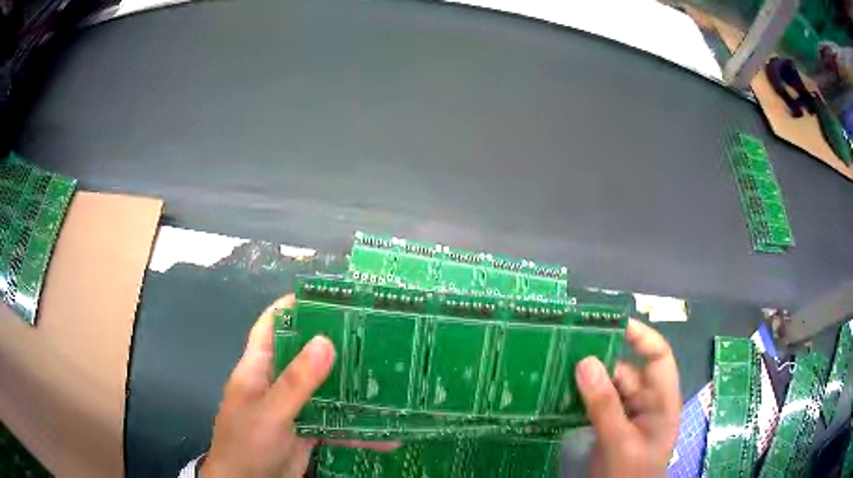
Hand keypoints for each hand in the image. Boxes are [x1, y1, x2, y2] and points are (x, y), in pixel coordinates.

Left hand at [201, 294, 396, 477]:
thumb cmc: (247, 442)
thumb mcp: (271, 411)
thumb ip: (297, 381)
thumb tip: (326, 341)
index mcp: (258, 368)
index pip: (271, 326)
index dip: (292, 307)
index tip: (326, 297)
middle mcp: (276, 383)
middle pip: (304, 355)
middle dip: (333, 345)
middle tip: (371, 335)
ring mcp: (293, 408)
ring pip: (324, 389)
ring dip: (351, 388)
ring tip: (387, 380)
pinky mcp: (308, 431)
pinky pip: (335, 423)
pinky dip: (357, 429)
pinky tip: (386, 436)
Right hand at [574, 319, 680, 477]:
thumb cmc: (631, 474)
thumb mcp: (620, 442)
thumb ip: (604, 405)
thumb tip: (585, 361)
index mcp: (662, 401)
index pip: (658, 357)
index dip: (641, 337)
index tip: (611, 324)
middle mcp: (647, 403)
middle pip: (627, 371)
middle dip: (601, 359)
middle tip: (568, 347)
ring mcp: (627, 417)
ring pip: (608, 388)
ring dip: (586, 380)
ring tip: (557, 367)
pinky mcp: (609, 429)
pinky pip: (595, 406)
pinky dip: (580, 399)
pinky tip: (559, 394)